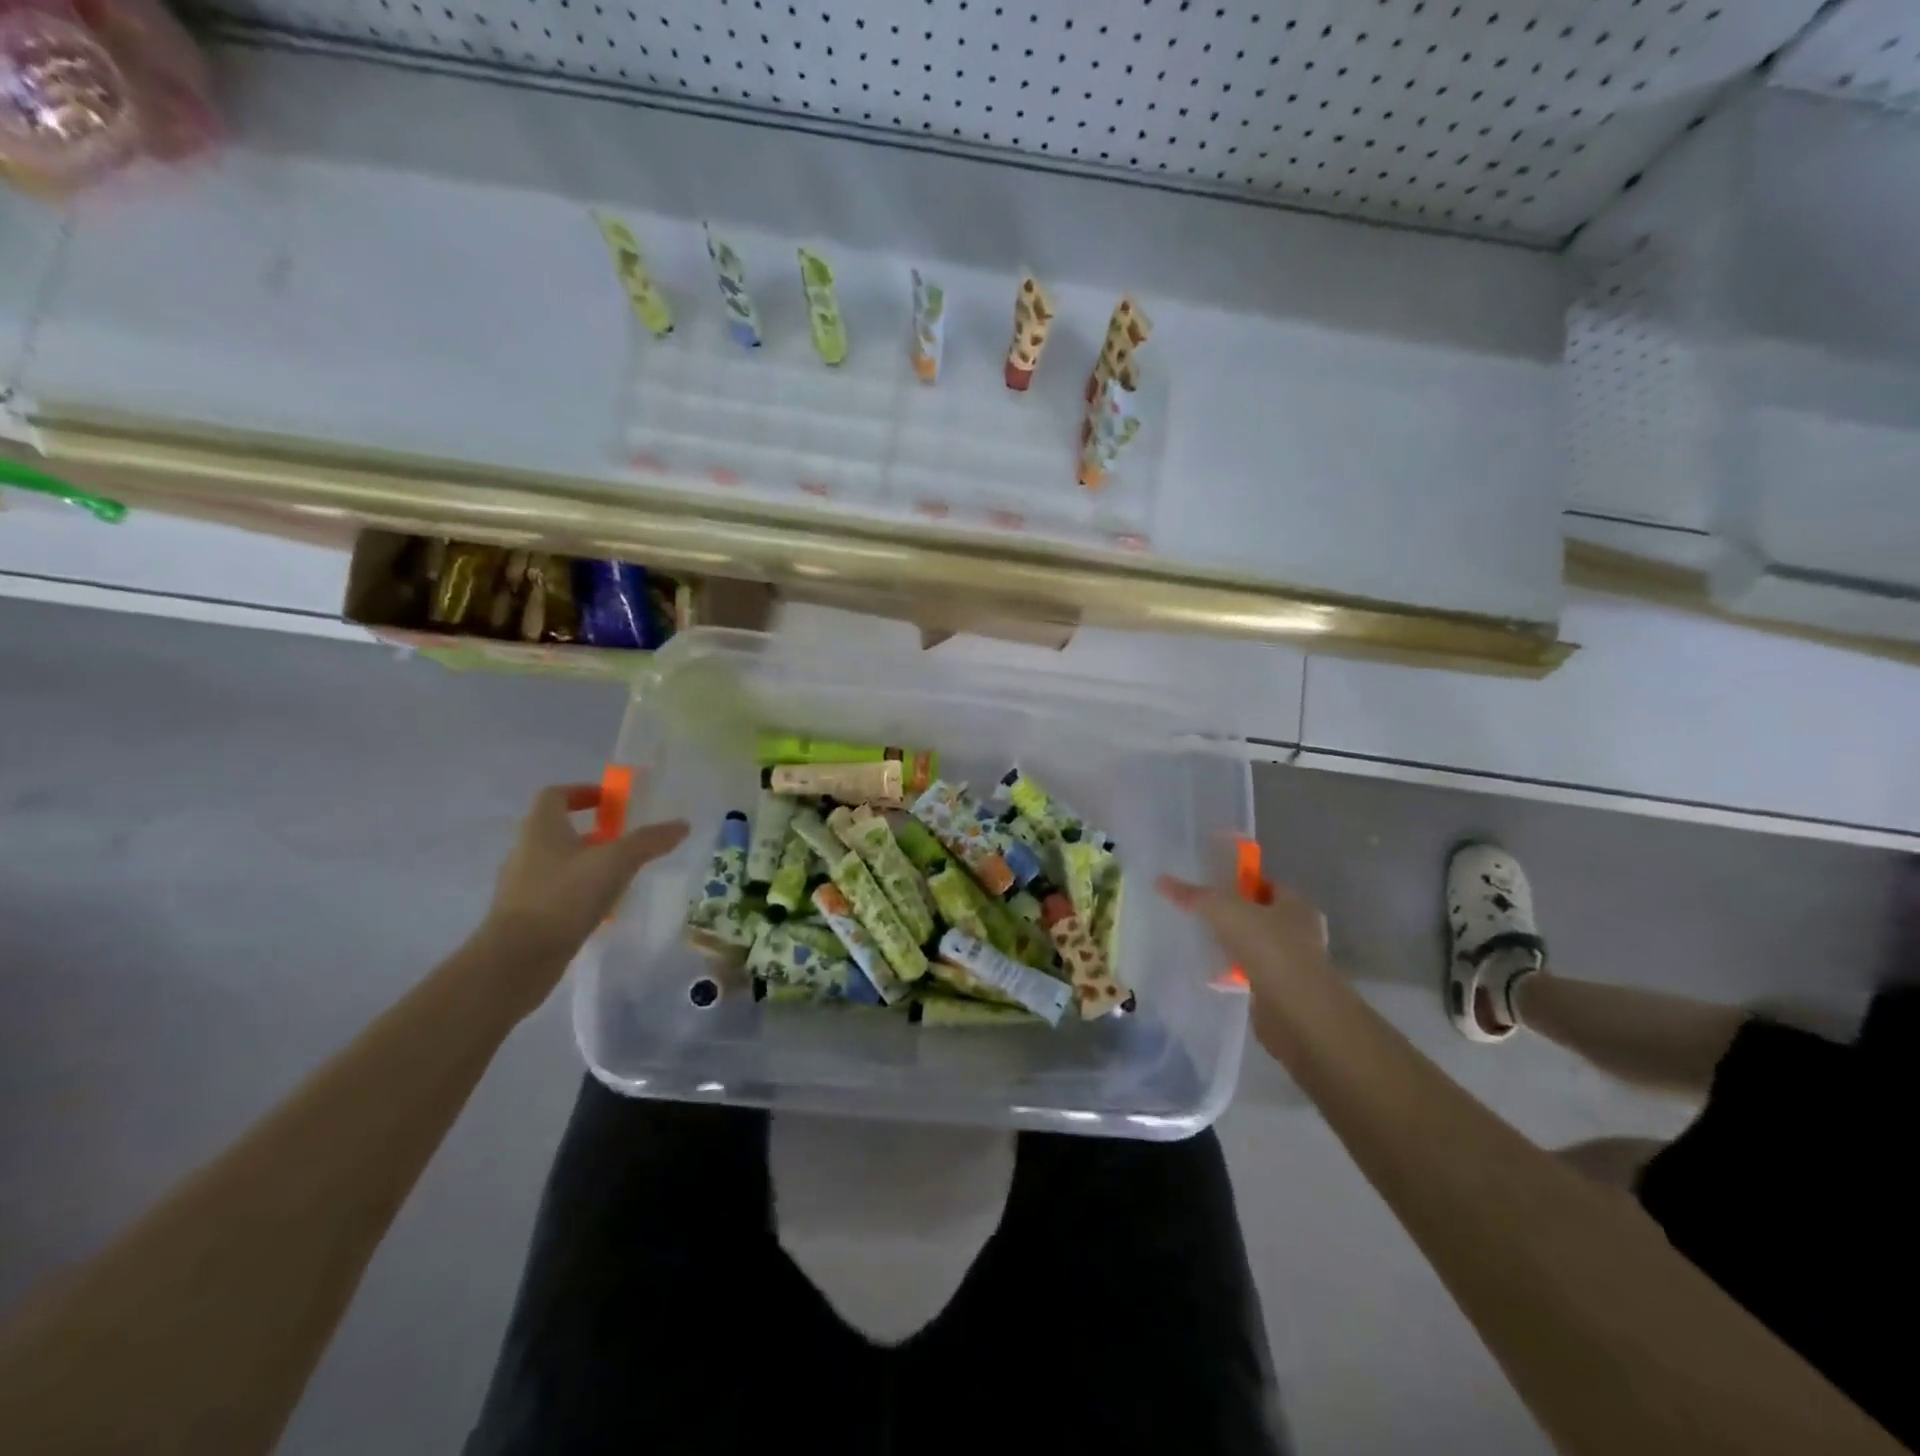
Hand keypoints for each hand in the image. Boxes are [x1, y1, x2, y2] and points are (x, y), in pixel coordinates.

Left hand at [479, 783, 688, 1009]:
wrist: (517, 959)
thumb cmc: (564, 897)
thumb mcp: (616, 862)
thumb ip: (649, 841)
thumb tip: (682, 824)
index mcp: (541, 828)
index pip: (556, 795)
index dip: (583, 792)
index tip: (611, 802)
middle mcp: (525, 849)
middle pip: (559, 829)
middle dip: (593, 831)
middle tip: (625, 840)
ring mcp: (521, 884)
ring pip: (558, 862)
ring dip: (587, 862)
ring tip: (620, 875)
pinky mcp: (524, 913)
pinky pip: (556, 891)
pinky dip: (579, 891)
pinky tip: (602, 906)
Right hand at [1157, 870, 1332, 1057]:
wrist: (1295, 1010)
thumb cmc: (1268, 947)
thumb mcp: (1223, 911)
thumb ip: (1194, 896)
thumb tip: (1161, 881)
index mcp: (1297, 906)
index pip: (1267, 886)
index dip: (1241, 885)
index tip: (1213, 888)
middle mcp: (1302, 933)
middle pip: (1263, 917)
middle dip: (1237, 918)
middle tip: (1205, 917)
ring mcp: (1296, 966)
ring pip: (1260, 948)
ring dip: (1238, 948)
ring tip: (1206, 945)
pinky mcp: (1285, 994)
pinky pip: (1256, 976)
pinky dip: (1239, 975)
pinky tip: (1216, 975)